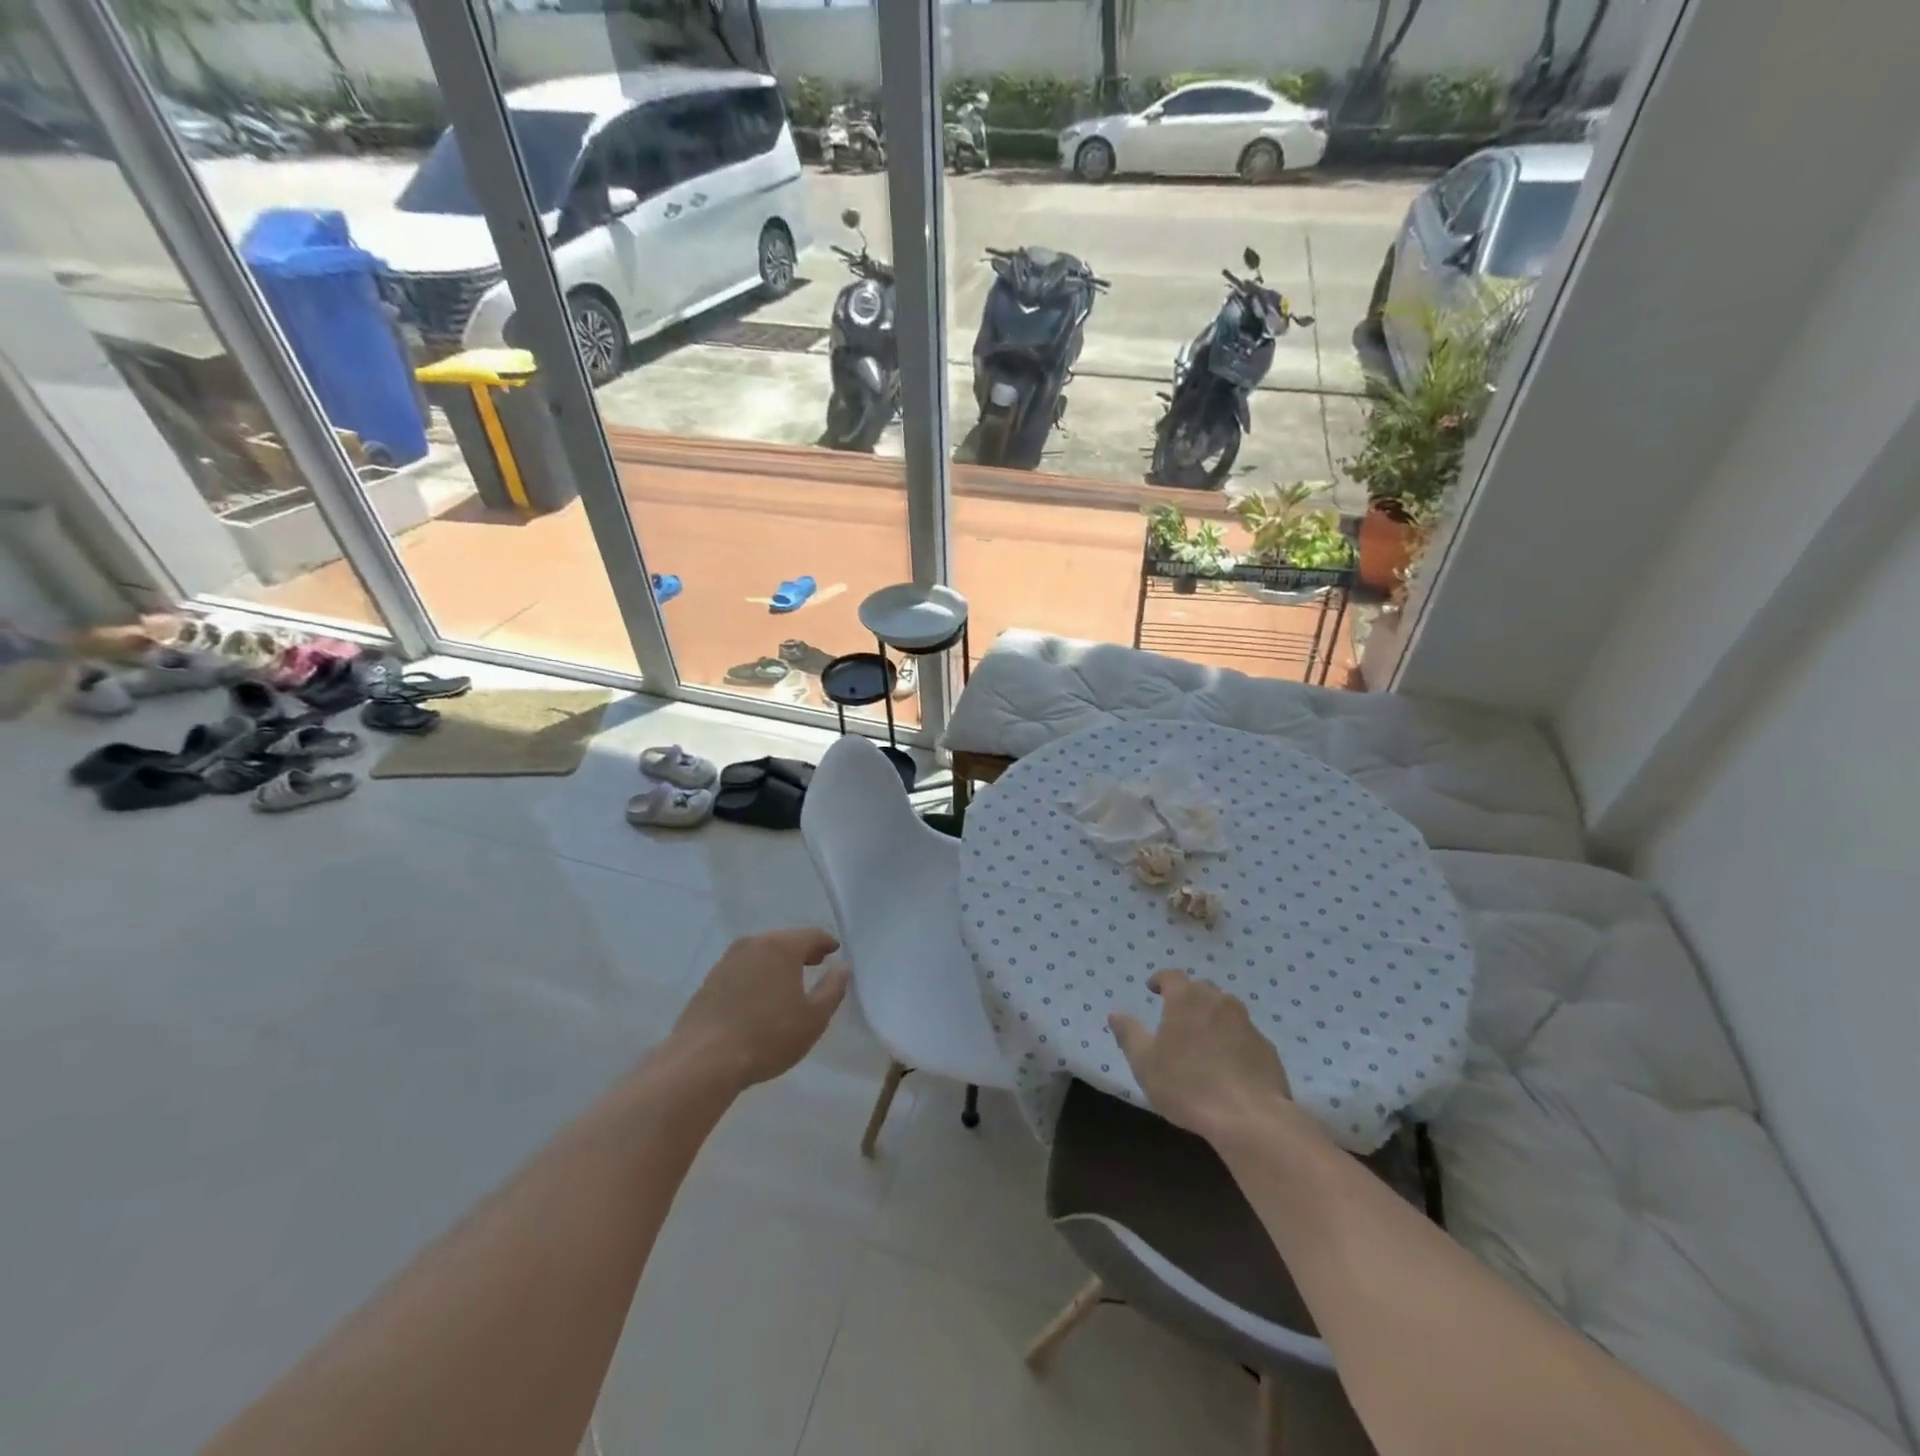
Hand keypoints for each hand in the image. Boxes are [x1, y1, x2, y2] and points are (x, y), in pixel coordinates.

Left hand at [671, 928, 849, 1091]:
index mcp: (781, 947)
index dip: (826, 943)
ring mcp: (727, 960)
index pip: (811, 935)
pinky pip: (742, 969)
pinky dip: (756, 974)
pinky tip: (759, 996)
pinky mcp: (709, 980)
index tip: (835, 951)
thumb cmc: (768, 1036)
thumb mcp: (813, 1018)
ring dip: (777, 962)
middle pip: (784, 940)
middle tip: (816, 963)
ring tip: (788, 981)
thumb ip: (833, 989)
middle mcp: (753, 944)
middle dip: (802, 950)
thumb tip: (844, 967)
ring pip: (761, 953)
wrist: (703, 1060)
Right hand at [1109, 969, 1292, 1142]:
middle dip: (1188, 997)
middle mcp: (1218, 1001)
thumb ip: (1129, 1034)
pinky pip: (1244, 1035)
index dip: (1160, 980)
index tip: (1153, 989)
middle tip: (1177, 1017)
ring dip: (1212, 1017)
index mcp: (1186, 999)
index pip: (1171, 975)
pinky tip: (1228, 1064)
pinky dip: (1233, 1041)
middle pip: (1201, 989)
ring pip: (1226, 1010)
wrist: (1249, 1117)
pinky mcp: (1267, 1047)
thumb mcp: (1145, 1063)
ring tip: (1203, 1040)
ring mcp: (1246, 1023)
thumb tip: (1115, 1014)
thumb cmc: (1187, 1085)